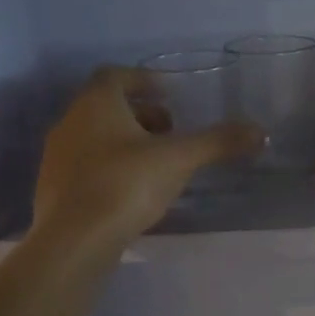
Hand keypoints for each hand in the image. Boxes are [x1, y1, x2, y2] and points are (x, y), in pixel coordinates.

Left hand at [34, 67, 259, 246]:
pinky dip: (110, 168)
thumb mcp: (179, 160)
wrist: (74, 240)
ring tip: (156, 163)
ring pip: (94, 138)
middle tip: (170, 132)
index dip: (143, 80)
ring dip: (124, 142)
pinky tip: (131, 192)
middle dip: (140, 115)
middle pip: (105, 107)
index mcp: (95, 103)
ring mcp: (57, 157)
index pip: (116, 76)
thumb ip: (218, 143)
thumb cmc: (125, 185)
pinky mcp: (54, 189)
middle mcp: (70, 122)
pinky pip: (86, 167)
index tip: (169, 94)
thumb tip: (261, 133)